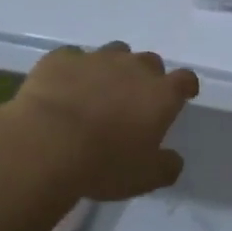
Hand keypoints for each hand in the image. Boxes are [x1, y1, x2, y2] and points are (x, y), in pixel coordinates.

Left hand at [12, 42, 200, 200]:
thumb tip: (173, 159)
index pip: (185, 80)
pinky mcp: (60, 59)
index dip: (185, 87)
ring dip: (112, 68)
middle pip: (150, 62)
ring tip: (98, 90)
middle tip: (134, 100)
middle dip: (146, 77)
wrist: (46, 145)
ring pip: (113, 52)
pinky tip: (63, 88)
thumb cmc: (104, 164)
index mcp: (160, 94)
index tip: (182, 95)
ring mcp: (95, 58)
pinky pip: (72, 58)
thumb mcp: (145, 177)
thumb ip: (166, 166)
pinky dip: (73, 70)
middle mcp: (132, 68)